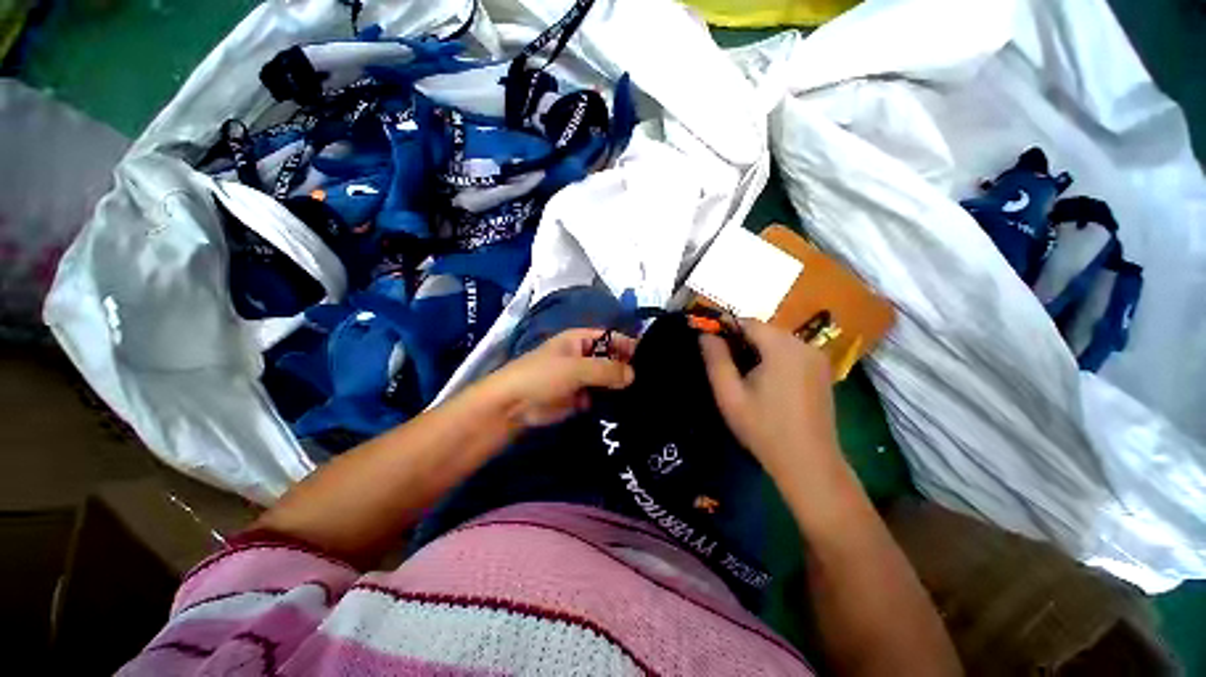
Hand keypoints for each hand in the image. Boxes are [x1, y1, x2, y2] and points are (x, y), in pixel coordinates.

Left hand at [482, 328, 635, 428]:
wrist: (513, 406)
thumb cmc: (542, 376)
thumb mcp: (575, 368)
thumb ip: (605, 370)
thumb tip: (633, 375)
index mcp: (580, 340)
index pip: (611, 337)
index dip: (628, 345)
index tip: (648, 360)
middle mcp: (584, 356)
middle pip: (612, 359)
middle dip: (626, 368)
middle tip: (649, 382)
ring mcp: (582, 378)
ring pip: (607, 379)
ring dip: (620, 387)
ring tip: (643, 396)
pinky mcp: (580, 398)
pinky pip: (601, 396)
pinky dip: (611, 401)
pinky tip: (626, 408)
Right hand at [700, 319, 839, 478]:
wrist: (809, 464)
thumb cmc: (764, 429)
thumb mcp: (730, 394)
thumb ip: (715, 359)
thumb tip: (705, 334)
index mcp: (782, 347)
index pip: (747, 322)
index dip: (725, 329)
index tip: (710, 345)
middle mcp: (804, 345)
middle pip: (764, 331)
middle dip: (741, 342)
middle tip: (724, 366)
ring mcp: (817, 358)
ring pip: (777, 342)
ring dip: (757, 351)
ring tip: (742, 376)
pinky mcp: (823, 372)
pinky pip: (791, 354)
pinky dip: (773, 359)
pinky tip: (766, 383)